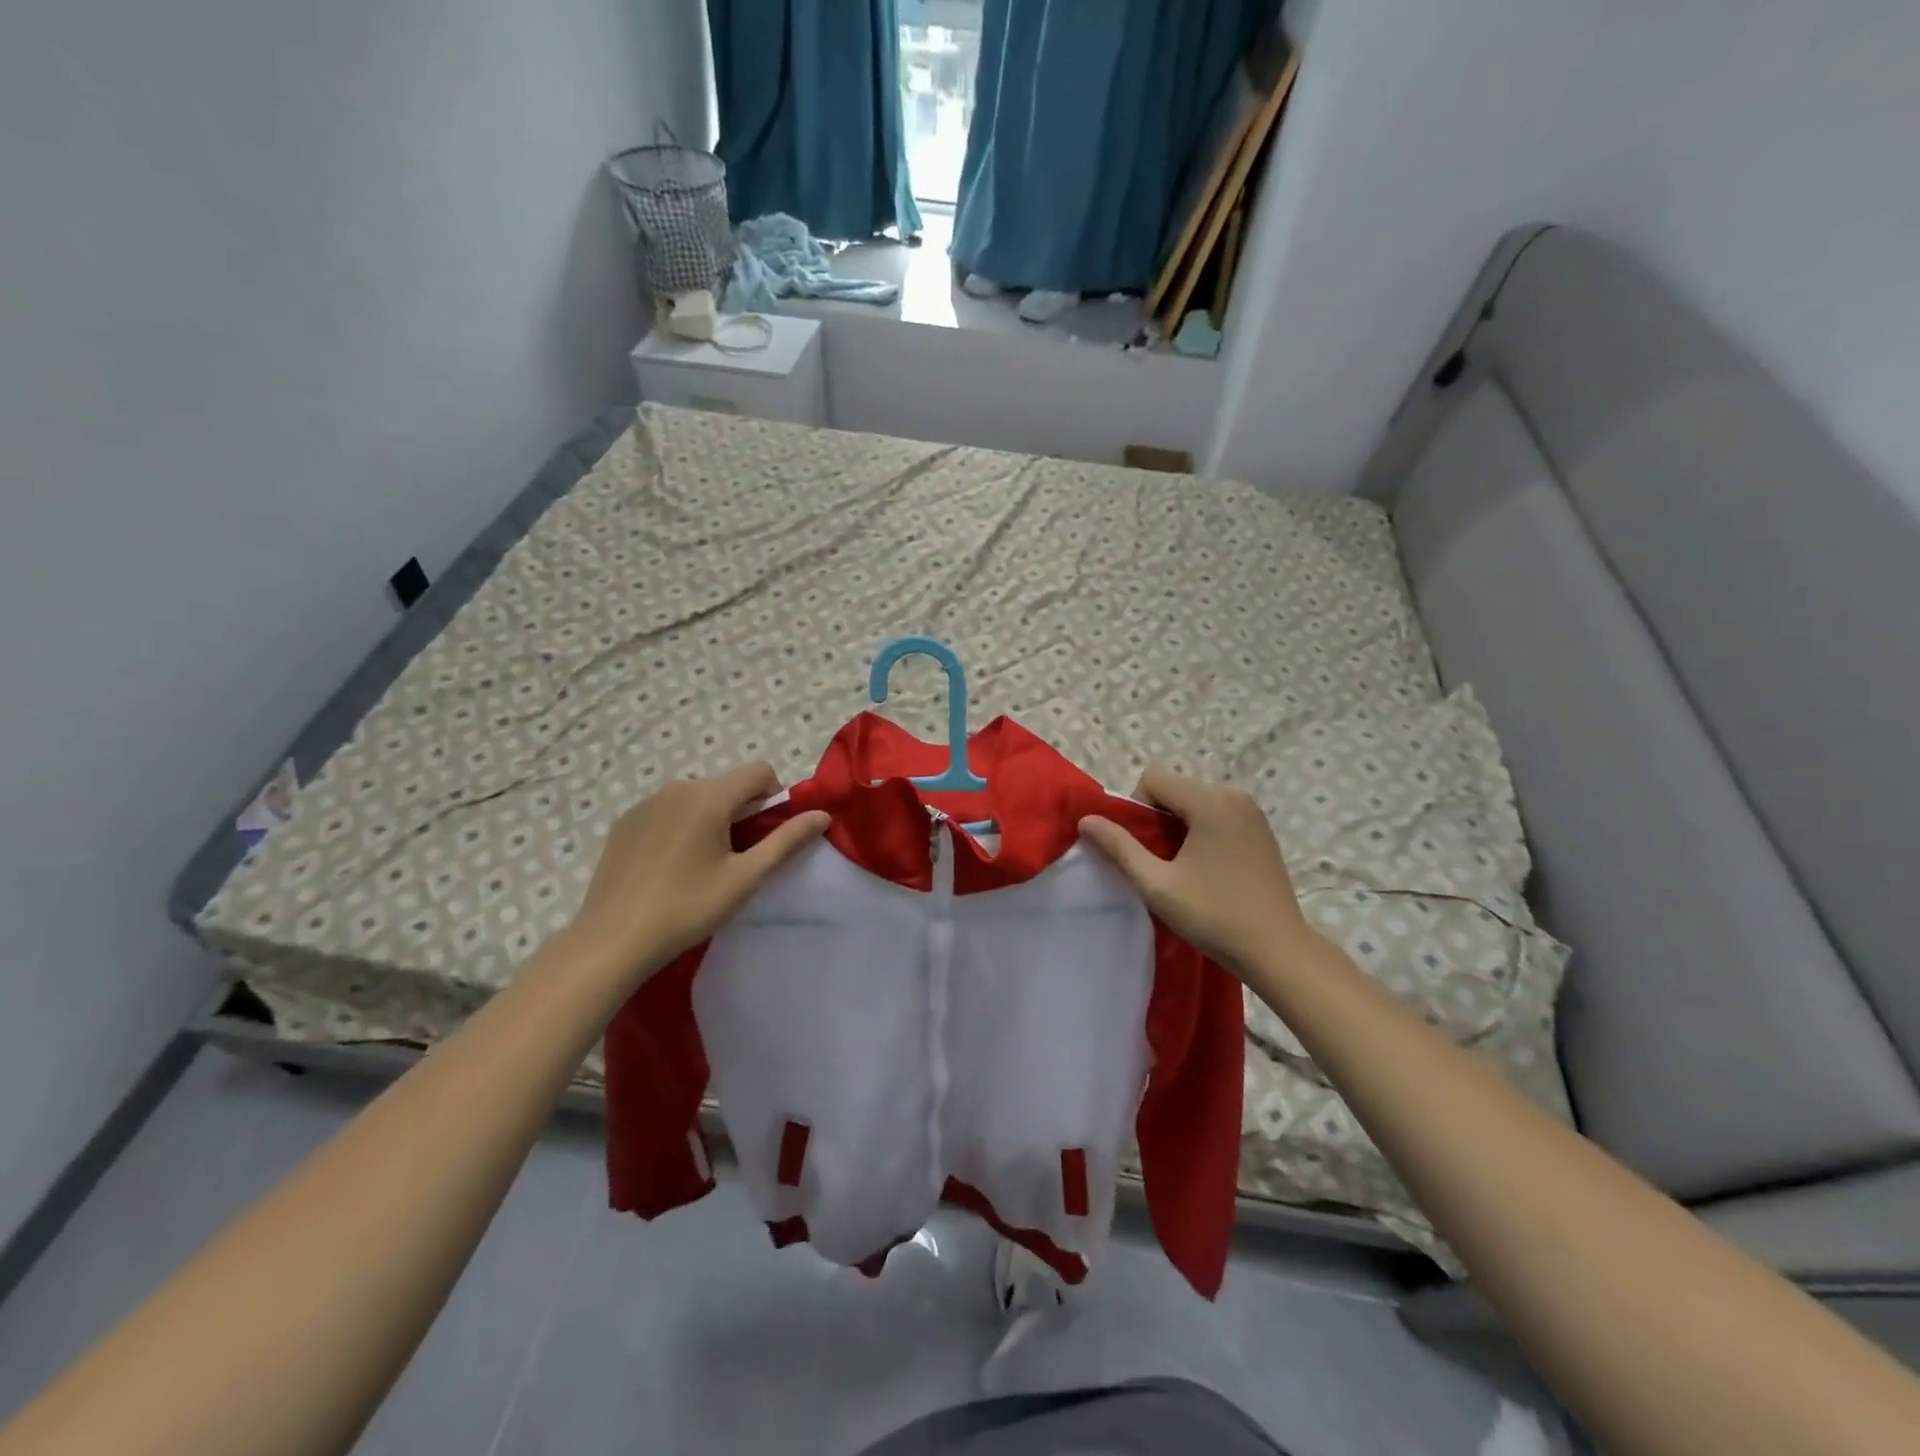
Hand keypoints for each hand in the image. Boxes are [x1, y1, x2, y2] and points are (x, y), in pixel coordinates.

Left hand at [563, 763, 829, 988]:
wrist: (612, 940)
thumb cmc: (687, 908)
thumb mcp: (745, 877)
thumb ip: (786, 840)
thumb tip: (822, 815)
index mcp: (709, 796)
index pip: (760, 772)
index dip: (775, 798)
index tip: (768, 837)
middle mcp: (677, 788)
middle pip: (727, 785)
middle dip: (743, 812)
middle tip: (738, 859)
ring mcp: (645, 803)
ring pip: (697, 798)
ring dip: (712, 819)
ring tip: (702, 866)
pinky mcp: (624, 822)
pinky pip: (667, 811)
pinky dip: (681, 827)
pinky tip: (670, 868)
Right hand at [1079, 766, 1313, 977]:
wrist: (1278, 950)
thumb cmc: (1214, 916)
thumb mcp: (1157, 885)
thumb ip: (1119, 848)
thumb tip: (1086, 820)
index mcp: (1210, 801)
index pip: (1153, 779)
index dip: (1137, 809)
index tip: (1145, 849)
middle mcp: (1233, 795)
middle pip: (1175, 788)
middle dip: (1158, 819)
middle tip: (1161, 863)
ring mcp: (1252, 811)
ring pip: (1195, 801)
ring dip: (1179, 826)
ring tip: (1183, 868)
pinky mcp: (1261, 829)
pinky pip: (1217, 813)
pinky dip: (1202, 831)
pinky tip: (1207, 868)